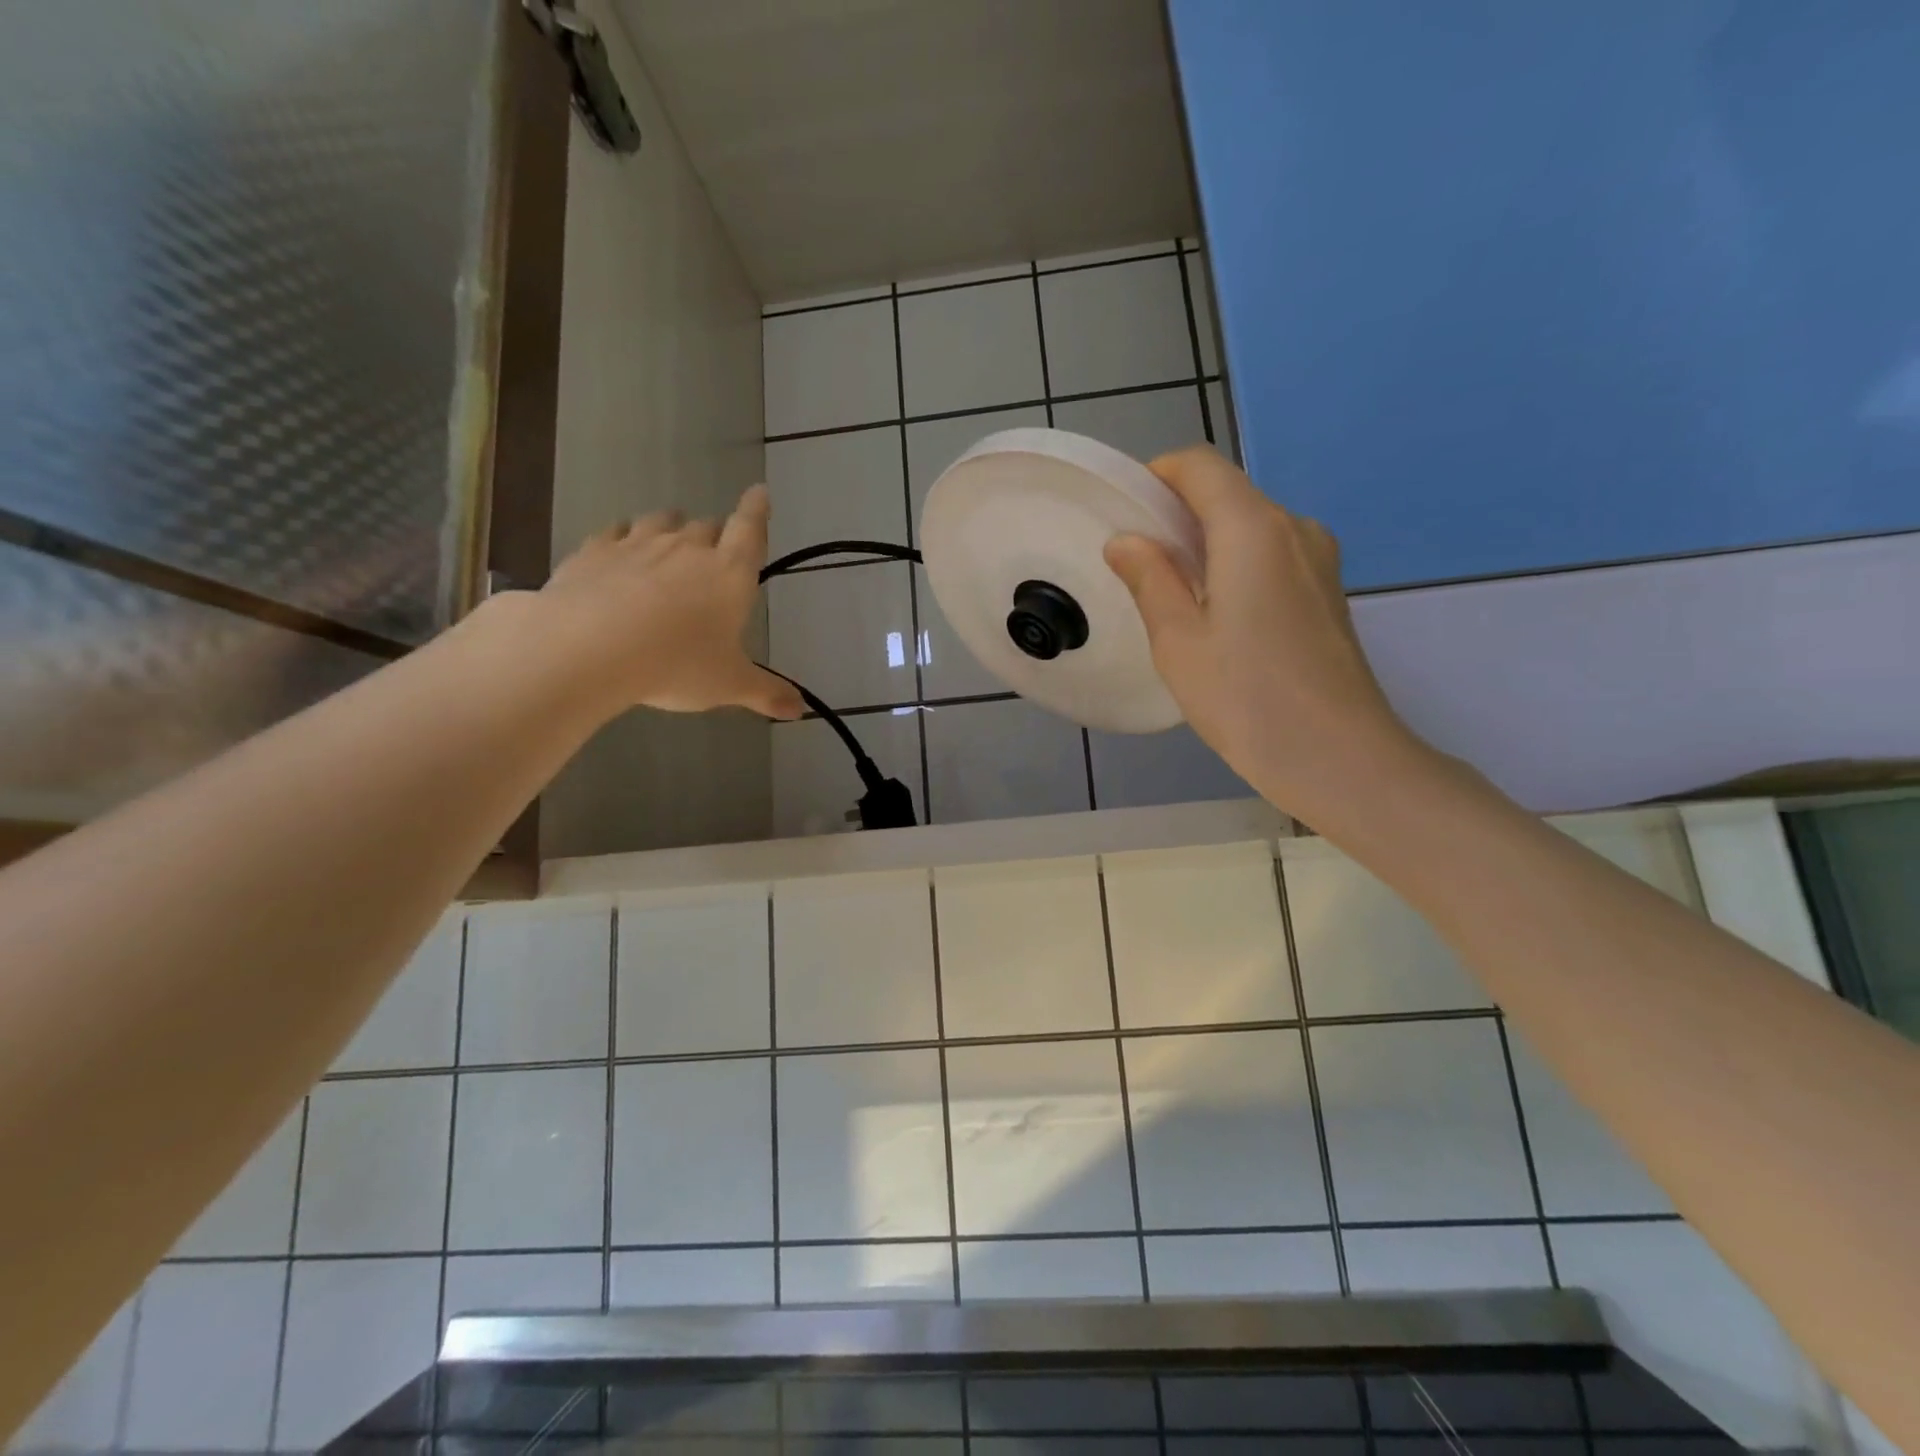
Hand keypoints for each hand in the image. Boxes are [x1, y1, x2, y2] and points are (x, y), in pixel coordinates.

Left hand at [532, 485, 802, 719]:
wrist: (590, 649)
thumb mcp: (728, 685)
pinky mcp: (593, 551)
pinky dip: (621, 537)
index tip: (760, 491)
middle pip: (707, 526)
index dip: (757, 510)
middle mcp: (687, 548)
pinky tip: (617, 550)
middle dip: (713, 535)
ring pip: (660, 521)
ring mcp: (637, 544)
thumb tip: (800, 710)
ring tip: (667, 544)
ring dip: (669, 529)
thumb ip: (766, 693)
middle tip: (712, 555)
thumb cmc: (677, 664)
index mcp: (729, 573)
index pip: (750, 529)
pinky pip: (613, 532)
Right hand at [1103, 447, 1415, 815]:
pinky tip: (1218, 619)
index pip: (1200, 467)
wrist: (1338, 756)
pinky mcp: (1328, 591)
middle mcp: (1294, 528)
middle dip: (1178, 515)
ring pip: (1250, 527)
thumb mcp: (1178, 641)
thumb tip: (1126, 541)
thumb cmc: (1246, 697)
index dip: (1157, 476)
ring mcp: (1319, 560)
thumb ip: (1150, 579)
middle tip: (1138, 566)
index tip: (1125, 514)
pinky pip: (1272, 556)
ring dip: (1207, 545)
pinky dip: (1236, 566)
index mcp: (1252, 528)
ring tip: (1175, 598)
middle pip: (1227, 494)